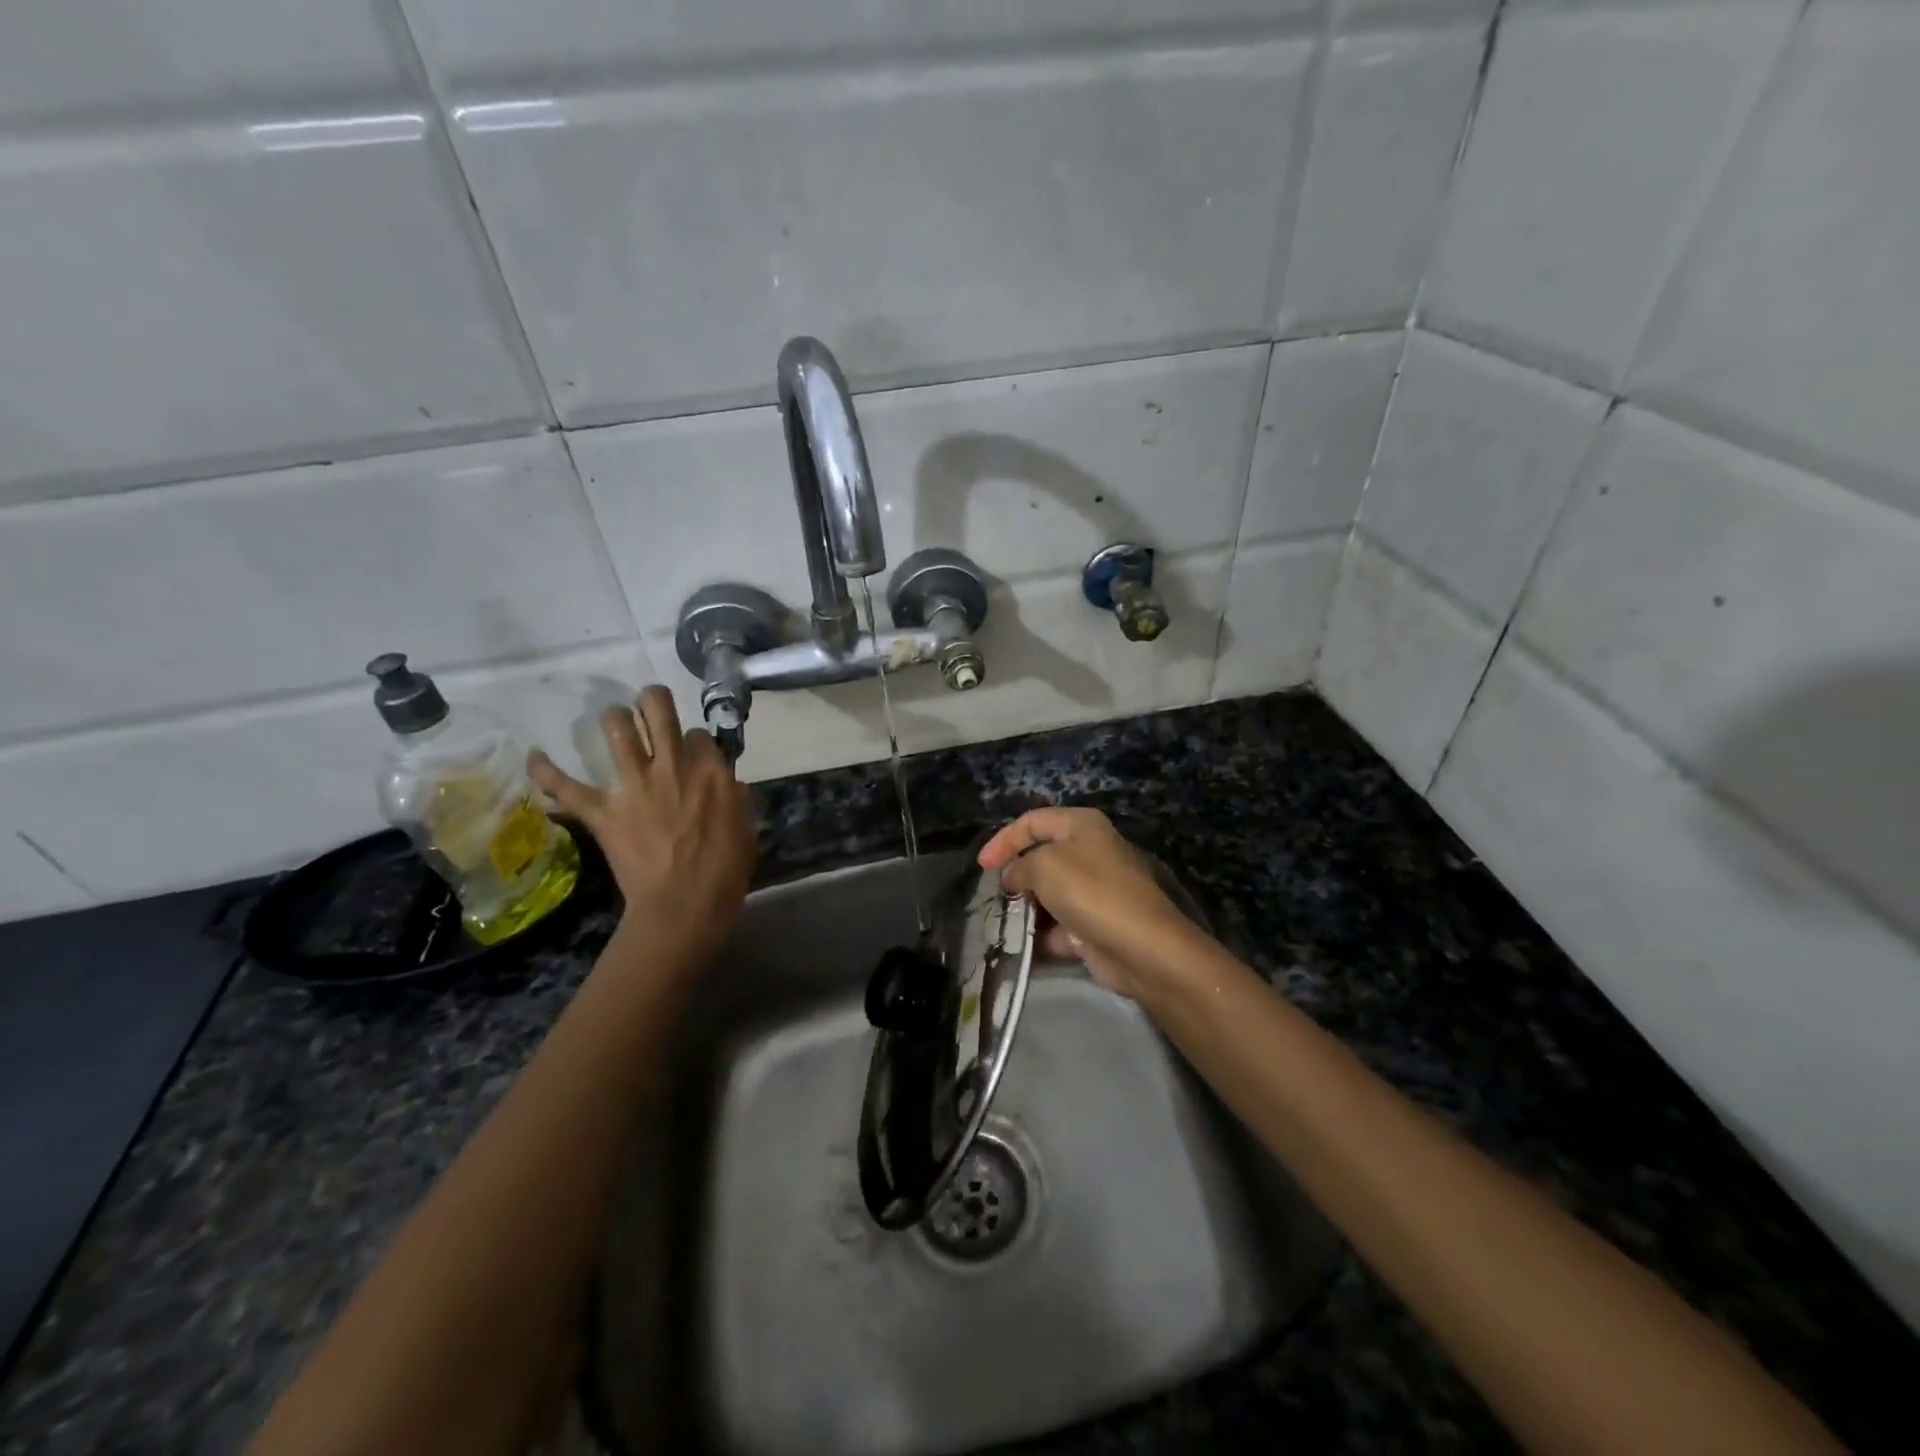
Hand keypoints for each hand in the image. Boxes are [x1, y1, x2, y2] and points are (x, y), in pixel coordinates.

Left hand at [529, 685, 755, 961]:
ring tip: (615, 719)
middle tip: (652, 707)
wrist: (683, 904)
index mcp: (710, 770)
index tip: (695, 756)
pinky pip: (566, 786)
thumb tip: (724, 784)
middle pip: (658, 709)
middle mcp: (671, 765)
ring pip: (617, 728)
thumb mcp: (746, 828)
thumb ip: (734, 798)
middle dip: (653, 701)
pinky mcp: (602, 811)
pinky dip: (547, 771)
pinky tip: (533, 755)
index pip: (700, 735)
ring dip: (615, 718)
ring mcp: (633, 785)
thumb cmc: (725, 871)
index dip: (696, 743)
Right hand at [977, 807, 1196, 1000]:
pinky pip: (1059, 926)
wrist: (1141, 947)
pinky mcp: (1095, 926)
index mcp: (1081, 826)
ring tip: (1003, 923)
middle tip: (995, 896)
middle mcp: (1090, 852)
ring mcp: (1094, 891)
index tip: (982, 866)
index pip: (1033, 821)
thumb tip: (1013, 876)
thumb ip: (1019, 866)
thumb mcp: (1044, 866)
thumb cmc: (1091, 891)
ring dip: (1026, 909)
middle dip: (1016, 877)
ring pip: (1048, 895)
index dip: (1004, 840)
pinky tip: (1021, 947)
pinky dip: (1041, 936)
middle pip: (1041, 858)